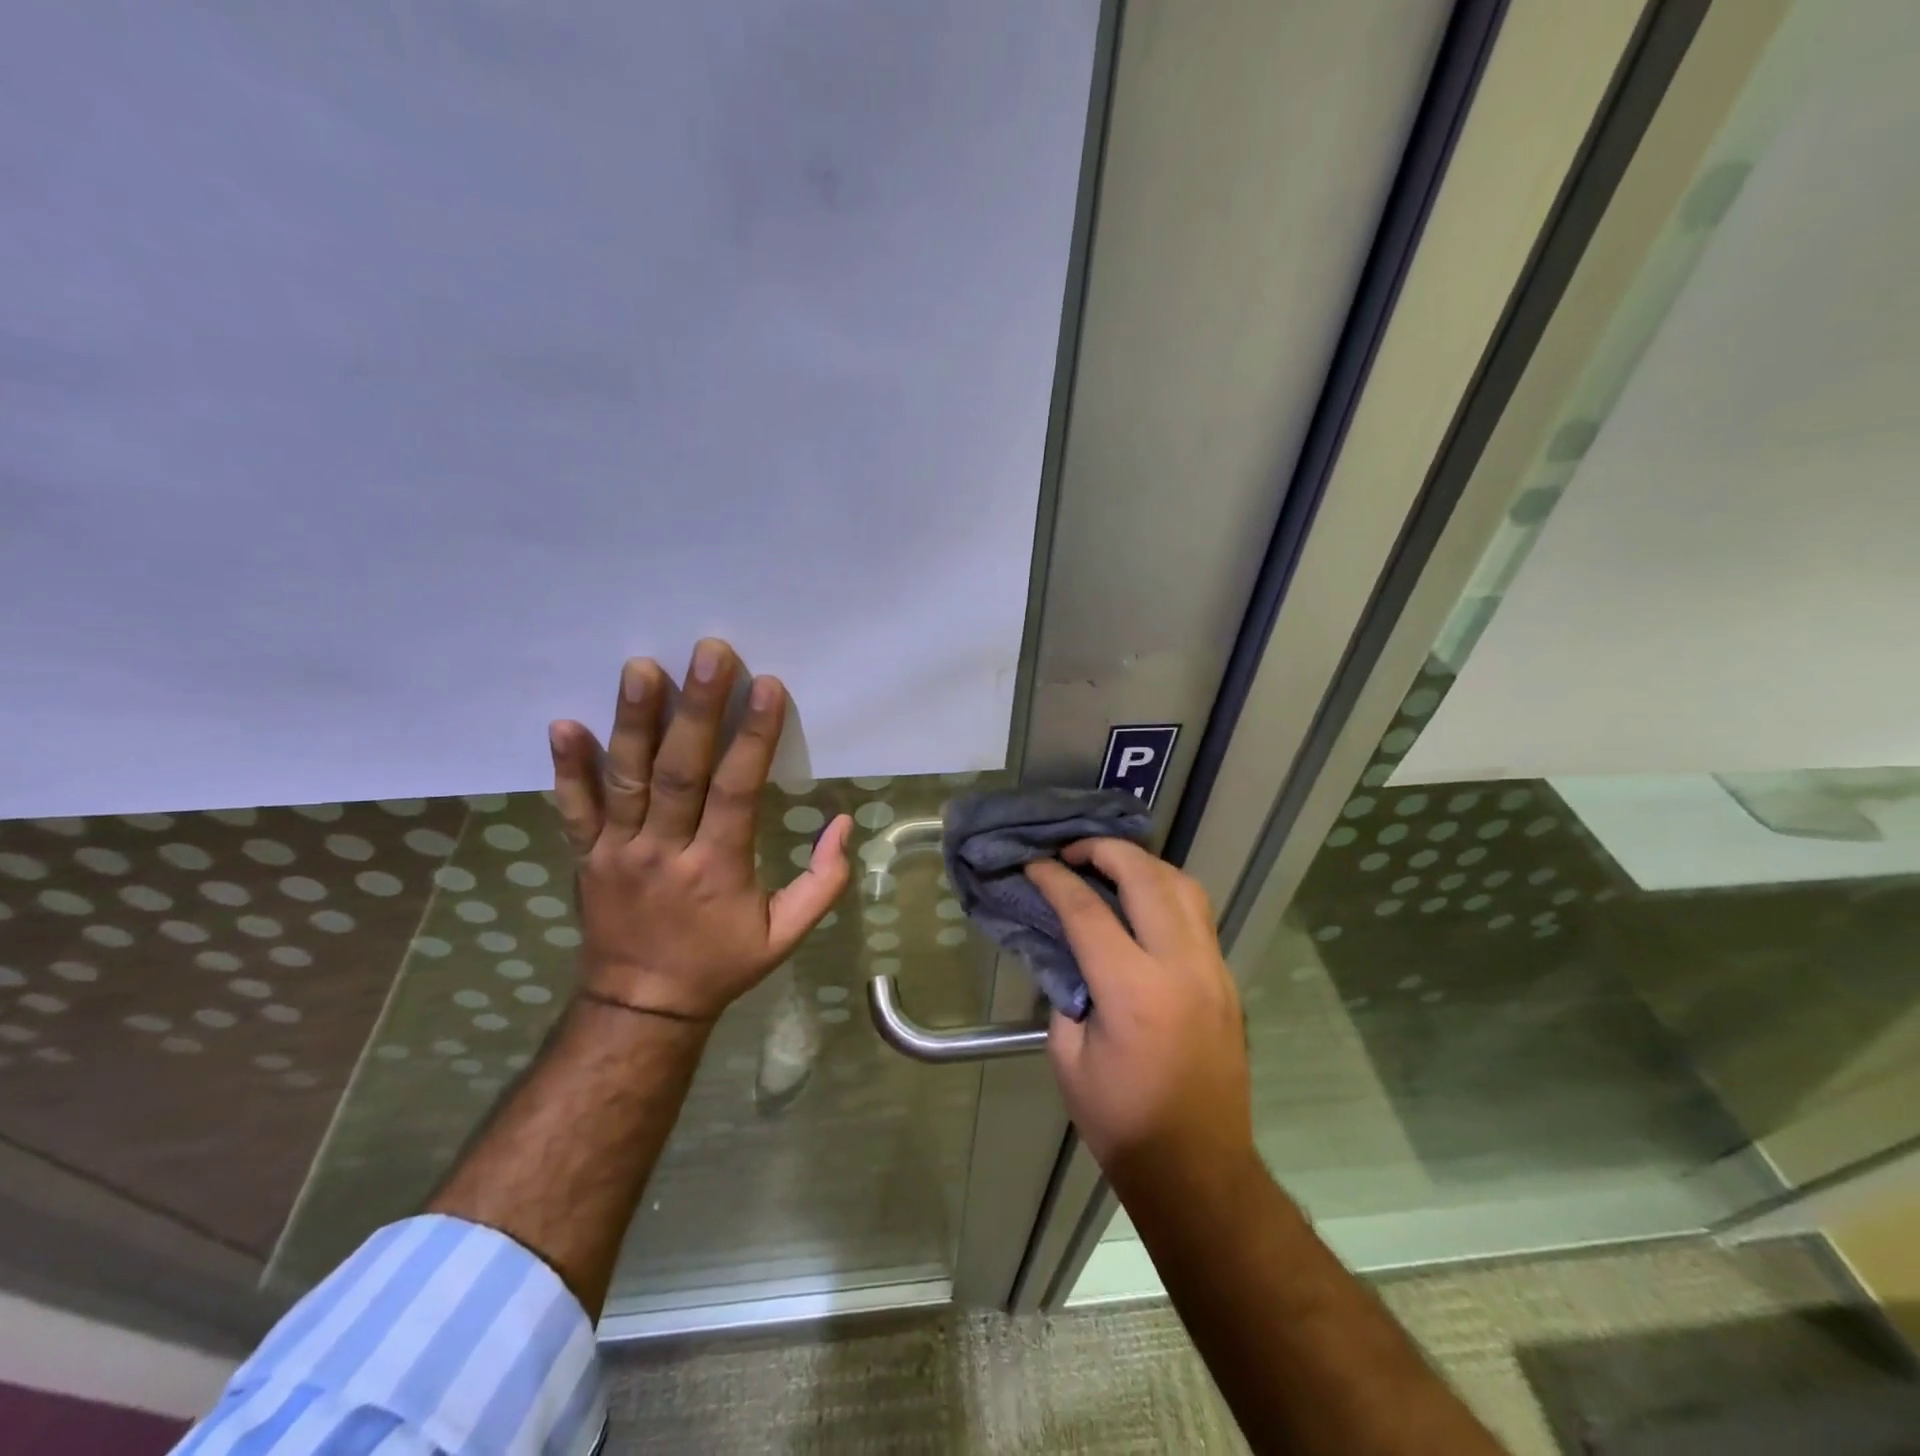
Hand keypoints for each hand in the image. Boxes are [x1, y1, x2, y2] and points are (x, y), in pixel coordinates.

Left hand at [546, 639, 851, 1022]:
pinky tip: (563, 724)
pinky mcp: (585, 856)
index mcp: (717, 868)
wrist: (640, 1006)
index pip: (737, 791)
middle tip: (709, 653)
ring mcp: (617, 851)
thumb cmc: (720, 965)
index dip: (753, 737)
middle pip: (680, 771)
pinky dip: (567, 768)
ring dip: (633, 721)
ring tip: (641, 667)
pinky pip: (574, 809)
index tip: (766, 686)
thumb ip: (823, 883)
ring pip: (626, 779)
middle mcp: (664, 851)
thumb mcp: (785, 936)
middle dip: (696, 709)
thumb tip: (843, 824)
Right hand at [1026, 841, 1254, 1193]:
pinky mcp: (1227, 981)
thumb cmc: (1122, 1122)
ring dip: (1144, 864)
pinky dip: (1167, 892)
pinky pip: (1199, 915)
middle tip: (1073, 851)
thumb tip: (1070, 954)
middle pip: (1145, 877)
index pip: (1088, 910)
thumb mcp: (1068, 1057)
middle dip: (1104, 851)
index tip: (1034, 864)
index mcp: (1133, 990)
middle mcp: (1181, 967)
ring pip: (1184, 886)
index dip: (1055, 880)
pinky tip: (1143, 903)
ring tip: (1111, 866)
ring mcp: (1213, 970)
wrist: (1198, 1169)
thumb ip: (1067, 992)